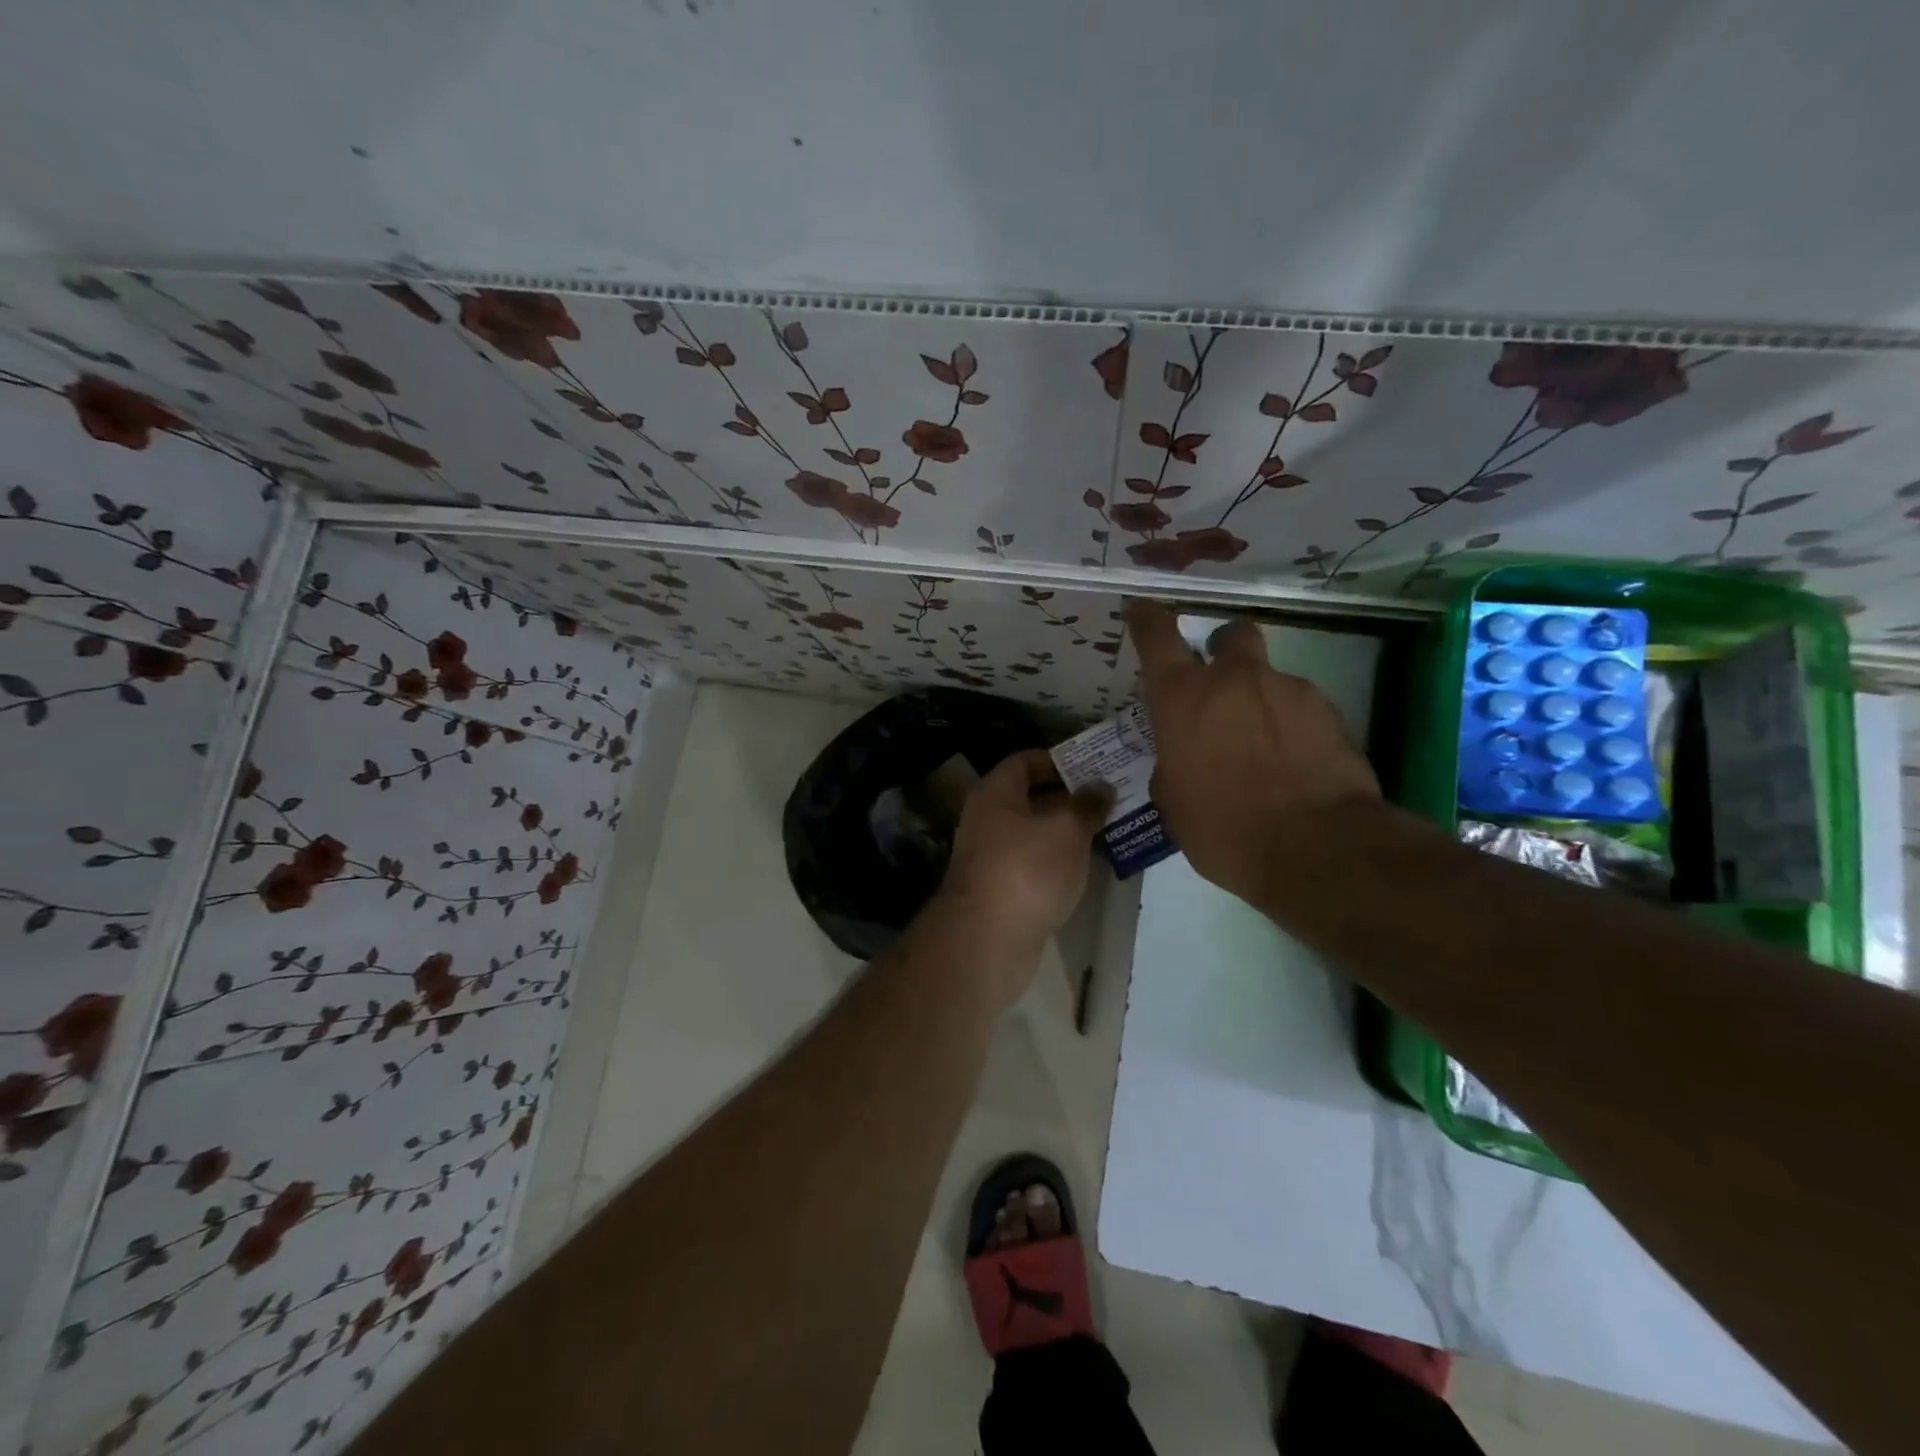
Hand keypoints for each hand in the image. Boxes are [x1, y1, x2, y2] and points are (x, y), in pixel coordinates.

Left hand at [934, 749, 1109, 999]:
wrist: (988, 940)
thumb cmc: (1027, 869)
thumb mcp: (1066, 830)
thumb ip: (1086, 805)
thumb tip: (1101, 786)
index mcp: (994, 794)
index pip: (1024, 762)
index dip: (1057, 759)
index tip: (1092, 765)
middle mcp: (987, 820)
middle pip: (1030, 798)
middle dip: (1069, 797)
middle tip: (1110, 797)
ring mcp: (992, 858)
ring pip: (1035, 834)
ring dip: (1067, 831)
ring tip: (1109, 828)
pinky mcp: (1001, 891)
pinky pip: (1034, 864)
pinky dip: (1059, 861)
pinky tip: (1088, 866)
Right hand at [1125, 600, 1379, 906]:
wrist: (1316, 847)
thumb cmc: (1224, 828)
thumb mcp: (1173, 801)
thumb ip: (1173, 762)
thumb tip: (1184, 756)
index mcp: (1184, 699)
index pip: (1157, 637)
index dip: (1147, 618)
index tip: (1141, 608)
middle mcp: (1235, 681)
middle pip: (1231, 635)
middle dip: (1224, 650)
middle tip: (1223, 686)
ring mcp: (1287, 690)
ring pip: (1269, 679)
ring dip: (1262, 703)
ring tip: (1267, 753)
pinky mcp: (1330, 711)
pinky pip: (1302, 709)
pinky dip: (1294, 728)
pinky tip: (1296, 766)